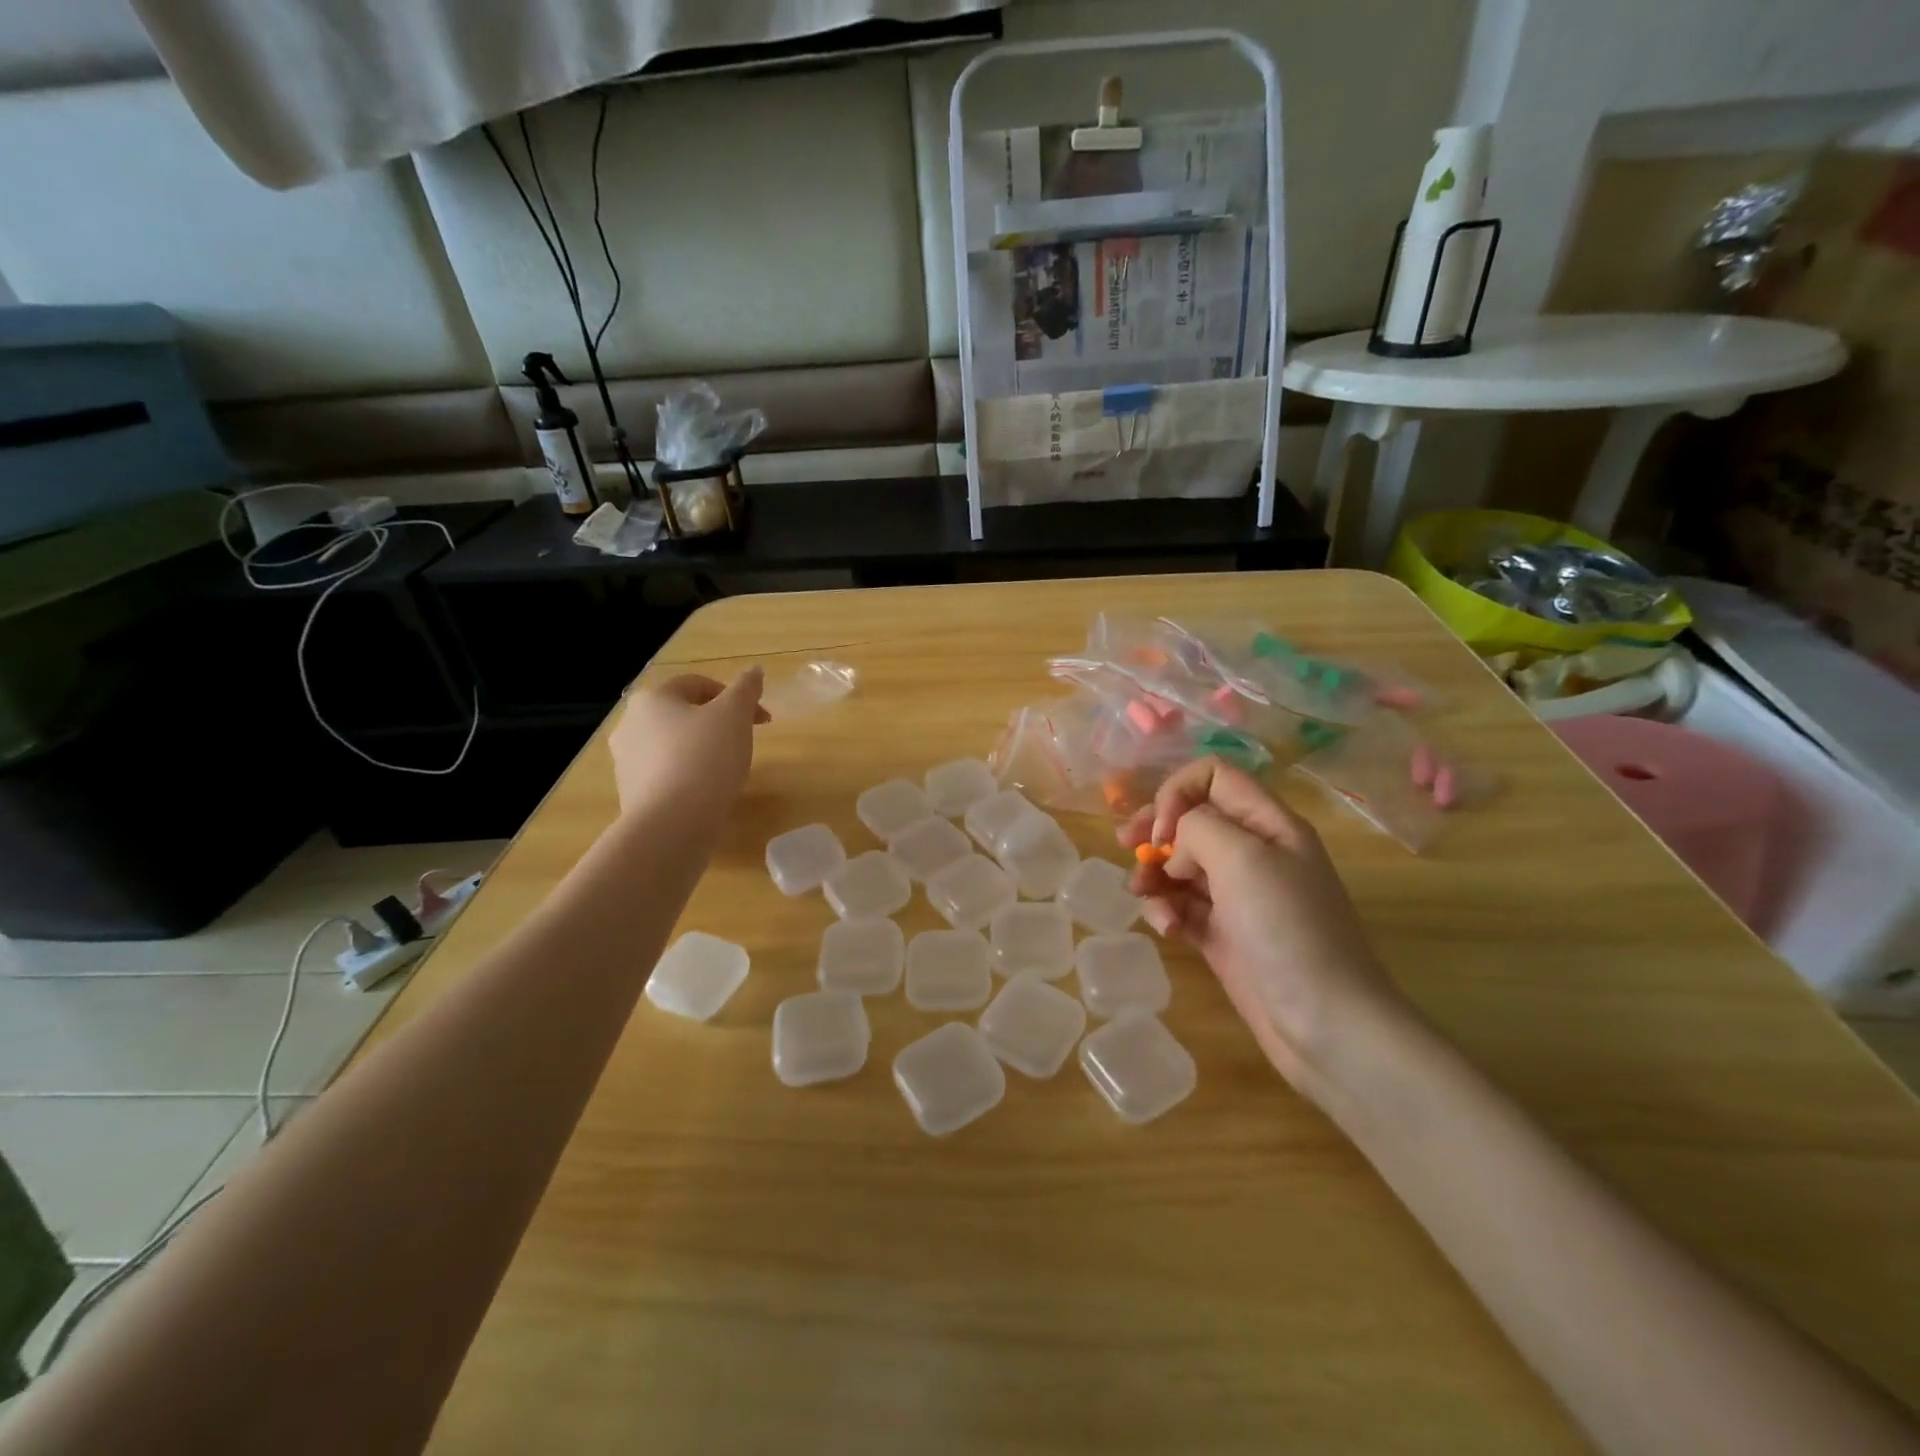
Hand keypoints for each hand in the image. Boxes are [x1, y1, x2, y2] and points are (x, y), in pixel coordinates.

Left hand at [609, 669, 767, 819]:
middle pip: (684, 714)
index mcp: (652, 698)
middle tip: (745, 741)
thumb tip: (754, 670)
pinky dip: (689, 775)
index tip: (762, 720)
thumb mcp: (735, 714)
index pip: (698, 684)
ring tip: (728, 769)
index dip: (736, 697)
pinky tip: (708, 791)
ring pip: (674, 744)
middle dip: (718, 723)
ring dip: (702, 749)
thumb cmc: (706, 757)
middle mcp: (629, 723)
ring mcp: (626, 761)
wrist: (673, 822)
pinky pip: (666, 774)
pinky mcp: (631, 793)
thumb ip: (746, 688)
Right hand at [1119, 758, 1413, 1101]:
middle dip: (1154, 829)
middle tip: (1127, 846)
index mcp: (1268, 823)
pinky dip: (1166, 910)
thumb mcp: (1243, 857)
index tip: (1162, 829)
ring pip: (1180, 863)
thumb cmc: (1287, 928)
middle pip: (1191, 818)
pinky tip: (1168, 930)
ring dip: (1153, 873)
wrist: (1326, 1022)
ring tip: (1143, 895)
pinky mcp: (1223, 933)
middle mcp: (1253, 851)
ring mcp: (1238, 895)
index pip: (1214, 776)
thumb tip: (1176, 844)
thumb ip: (1198, 826)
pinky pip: (1181, 905)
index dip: (1178, 791)